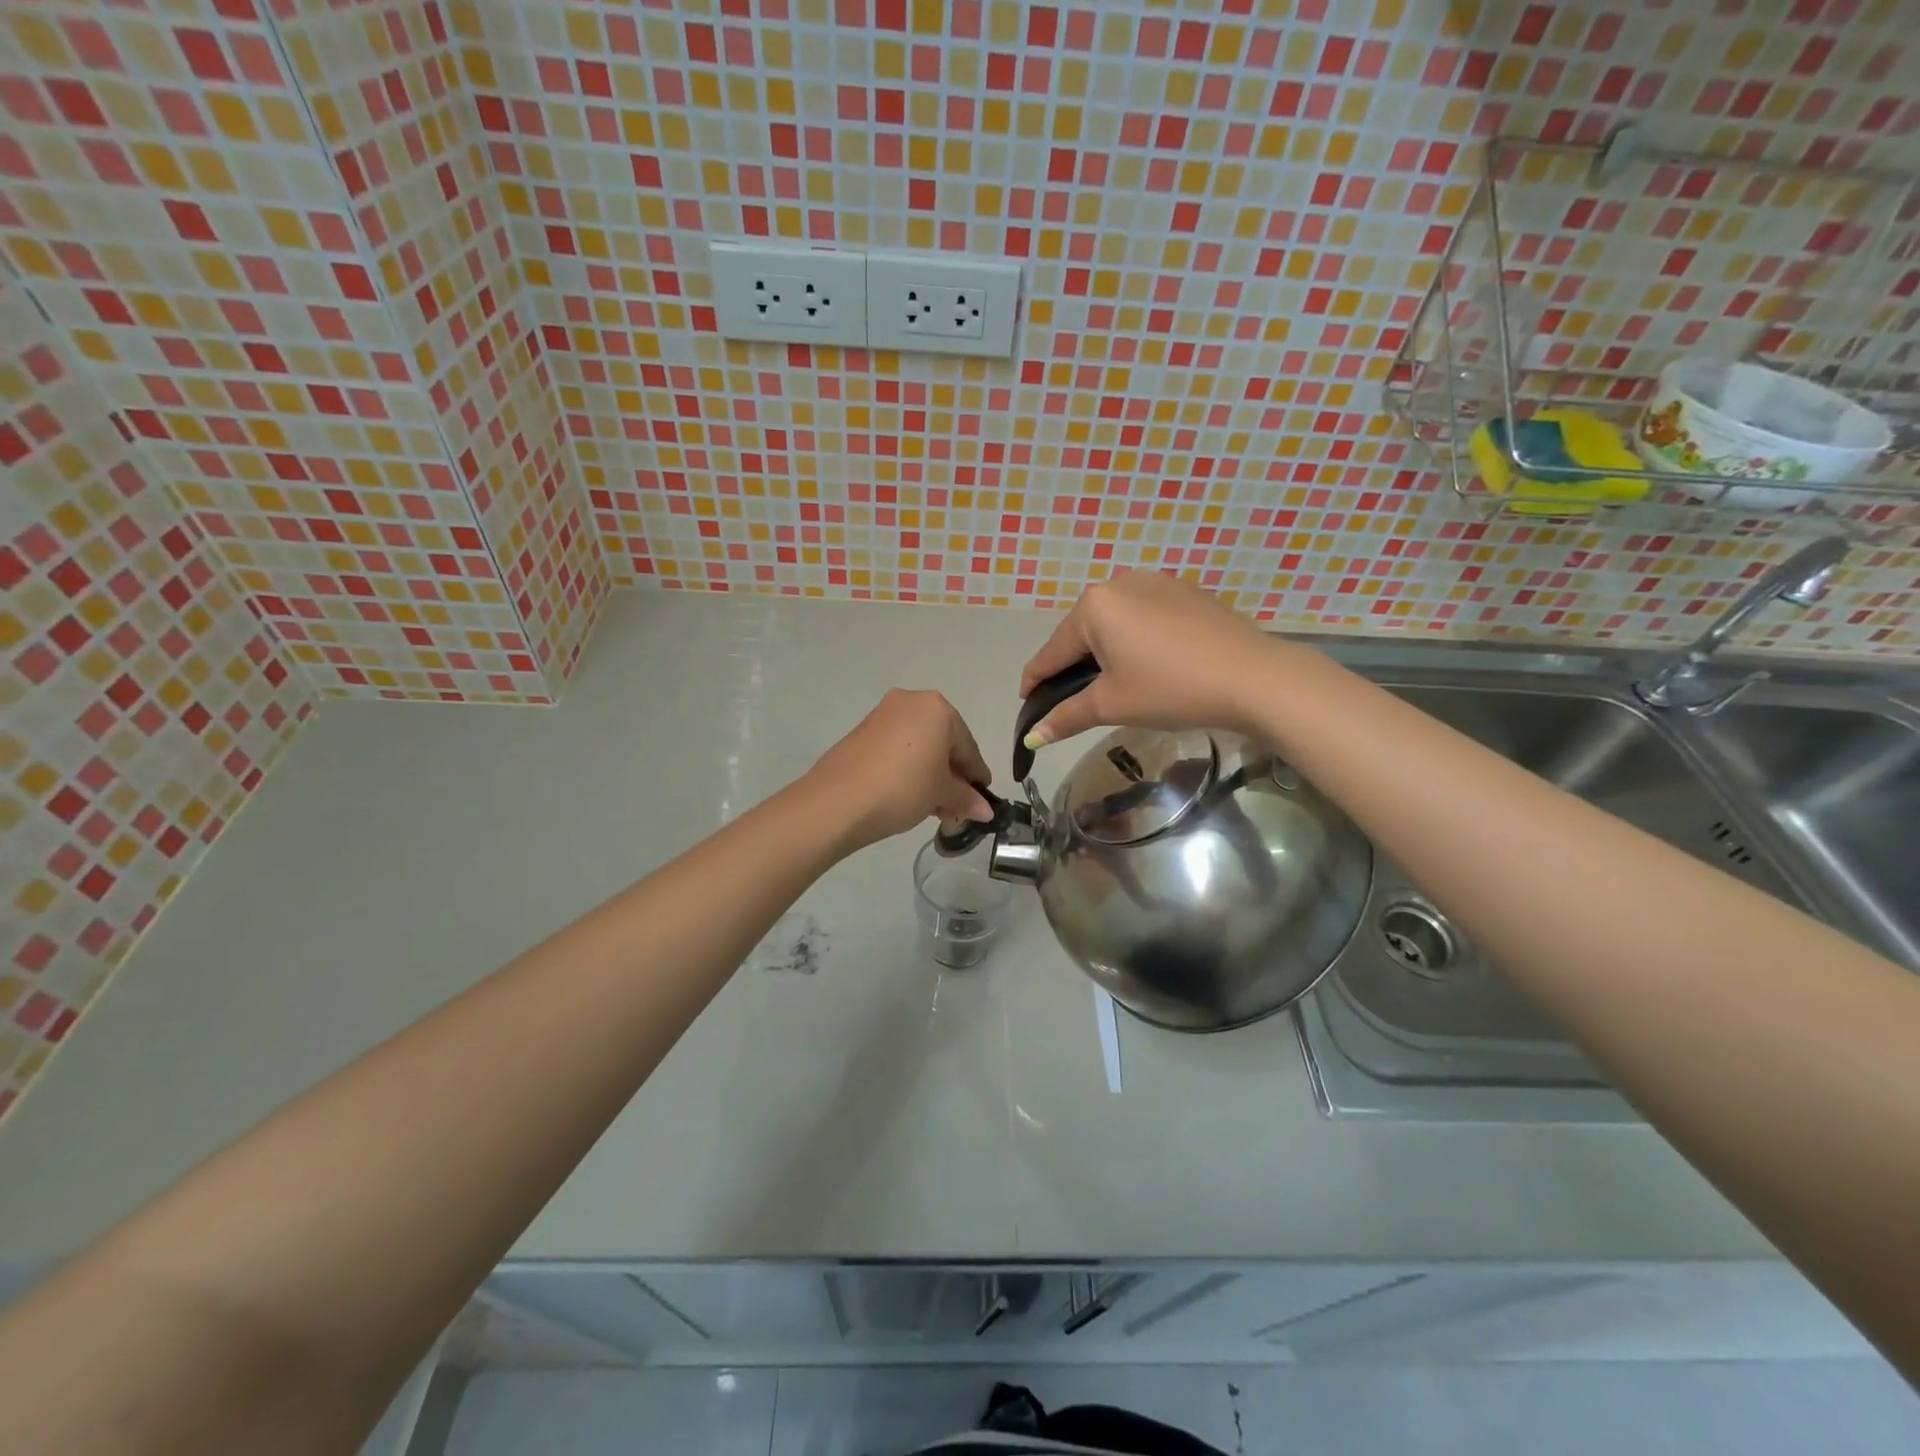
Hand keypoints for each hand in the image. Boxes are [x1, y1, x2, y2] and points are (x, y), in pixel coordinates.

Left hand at [807, 689, 995, 849]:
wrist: (837, 801)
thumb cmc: (903, 788)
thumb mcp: (941, 795)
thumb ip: (966, 798)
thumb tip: (985, 810)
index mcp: (938, 708)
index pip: (968, 746)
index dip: (976, 776)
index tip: (981, 800)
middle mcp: (911, 702)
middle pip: (943, 742)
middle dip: (951, 775)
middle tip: (955, 807)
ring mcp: (883, 714)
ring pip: (919, 745)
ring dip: (930, 773)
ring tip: (932, 807)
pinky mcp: (862, 731)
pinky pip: (897, 748)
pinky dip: (908, 768)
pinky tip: (908, 794)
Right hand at [1020, 571, 1276, 747]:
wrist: (1255, 677)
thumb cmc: (1171, 689)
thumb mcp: (1112, 705)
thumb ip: (1066, 716)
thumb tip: (1032, 738)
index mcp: (1094, 606)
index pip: (1052, 651)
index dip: (1035, 681)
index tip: (1026, 703)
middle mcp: (1120, 582)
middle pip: (1082, 633)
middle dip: (1074, 666)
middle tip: (1073, 701)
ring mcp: (1157, 582)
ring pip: (1115, 624)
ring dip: (1106, 653)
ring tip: (1113, 686)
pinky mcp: (1186, 592)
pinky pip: (1145, 618)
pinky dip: (1137, 642)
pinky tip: (1150, 666)